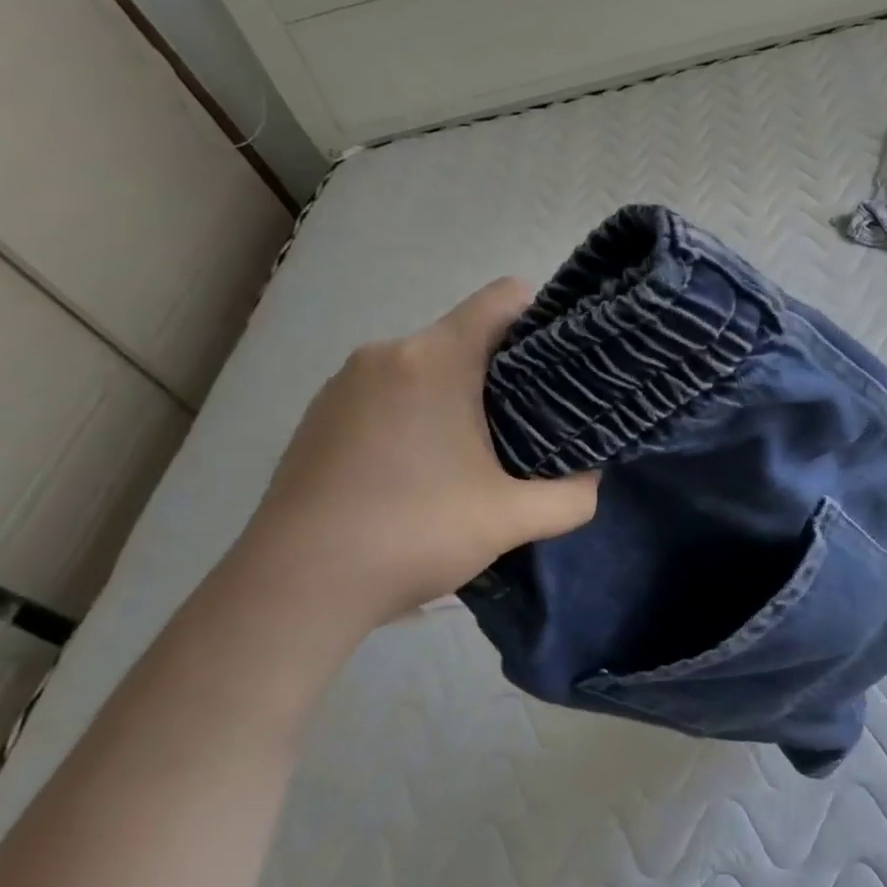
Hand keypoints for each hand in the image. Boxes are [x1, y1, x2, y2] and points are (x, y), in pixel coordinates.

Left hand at [231, 278, 599, 634]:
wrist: (294, 588)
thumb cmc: (412, 534)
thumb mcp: (511, 520)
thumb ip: (573, 496)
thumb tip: (592, 479)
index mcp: (435, 359)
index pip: (503, 298)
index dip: (546, 318)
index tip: (566, 364)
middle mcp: (387, 353)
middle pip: (467, 335)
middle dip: (507, 371)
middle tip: (534, 423)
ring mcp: (345, 383)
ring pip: (426, 365)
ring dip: (460, 395)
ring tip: (477, 452)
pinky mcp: (320, 414)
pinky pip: (389, 391)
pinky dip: (417, 413)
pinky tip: (420, 470)